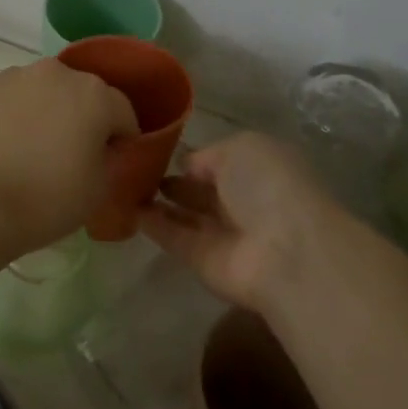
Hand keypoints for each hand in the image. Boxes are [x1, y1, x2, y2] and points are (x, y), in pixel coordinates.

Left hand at [0, 59, 137, 266]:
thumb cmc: (48, 198)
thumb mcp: (100, 188)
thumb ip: (111, 158)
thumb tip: (101, 148)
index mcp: (94, 93)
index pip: (122, 112)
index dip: (122, 139)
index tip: (114, 161)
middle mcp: (55, 72)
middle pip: (80, 94)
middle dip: (82, 118)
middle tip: (72, 154)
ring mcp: (13, 76)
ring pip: (42, 92)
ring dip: (45, 112)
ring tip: (32, 150)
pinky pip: (9, 99)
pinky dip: (13, 115)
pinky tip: (4, 146)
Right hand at [137, 132, 360, 310]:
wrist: (285, 253)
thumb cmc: (269, 186)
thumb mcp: (242, 148)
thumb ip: (209, 155)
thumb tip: (187, 167)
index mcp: (258, 169)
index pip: (218, 161)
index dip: (191, 156)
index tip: (154, 147)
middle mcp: (242, 200)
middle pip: (201, 189)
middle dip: (173, 179)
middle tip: (133, 167)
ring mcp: (223, 233)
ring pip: (185, 214)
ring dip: (158, 201)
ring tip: (122, 184)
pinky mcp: (203, 261)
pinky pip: (174, 237)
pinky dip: (152, 224)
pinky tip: (127, 207)